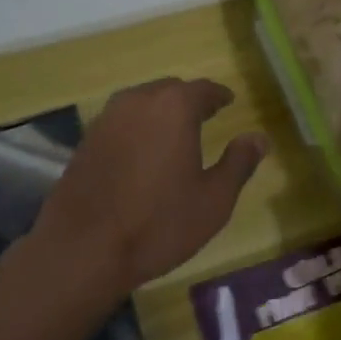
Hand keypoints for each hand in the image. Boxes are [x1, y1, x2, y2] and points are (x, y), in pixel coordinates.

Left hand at [30, 78, 267, 299]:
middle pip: (170, 90)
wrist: (82, 250)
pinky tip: (143, 153)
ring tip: (174, 134)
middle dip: (189, 101)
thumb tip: (258, 138)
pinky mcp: (86, 140)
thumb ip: (239, 163)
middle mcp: (138, 101)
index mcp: (174, 107)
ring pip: (142, 103)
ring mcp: (106, 119)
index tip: (229, 102)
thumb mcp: (213, 199)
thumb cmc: (157, 224)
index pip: (203, 89)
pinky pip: (121, 122)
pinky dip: (137, 128)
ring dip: (161, 113)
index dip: (219, 96)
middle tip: (205, 117)